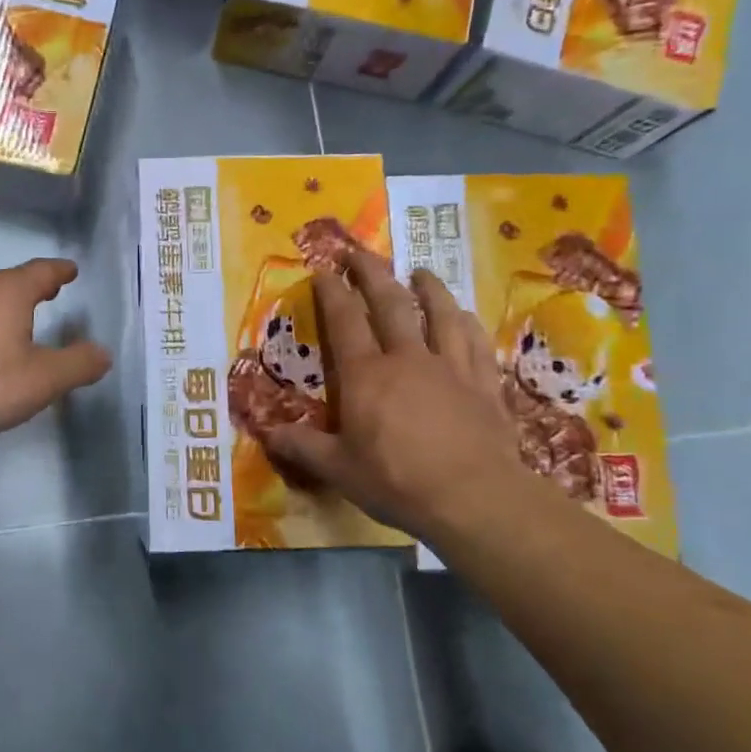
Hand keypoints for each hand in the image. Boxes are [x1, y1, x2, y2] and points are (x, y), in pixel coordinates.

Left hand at [0, 258, 111, 446]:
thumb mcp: (41, 381)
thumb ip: (77, 365)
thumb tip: (103, 353)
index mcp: (7, 292)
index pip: (41, 271)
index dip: (59, 271)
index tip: (70, 270)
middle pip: (9, 280)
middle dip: (31, 287)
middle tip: (49, 293)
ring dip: (3, 305)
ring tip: (17, 320)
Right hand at [258, 252, 524, 539]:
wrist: (473, 498)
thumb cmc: (396, 482)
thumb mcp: (338, 469)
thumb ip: (303, 447)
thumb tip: (268, 433)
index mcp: (366, 376)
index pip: (345, 322)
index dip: (332, 293)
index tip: (324, 270)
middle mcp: (407, 359)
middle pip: (390, 305)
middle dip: (373, 275)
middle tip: (362, 253)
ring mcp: (451, 368)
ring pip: (440, 315)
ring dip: (428, 288)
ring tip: (421, 271)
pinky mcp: (483, 384)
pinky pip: (475, 342)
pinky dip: (467, 323)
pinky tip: (465, 315)